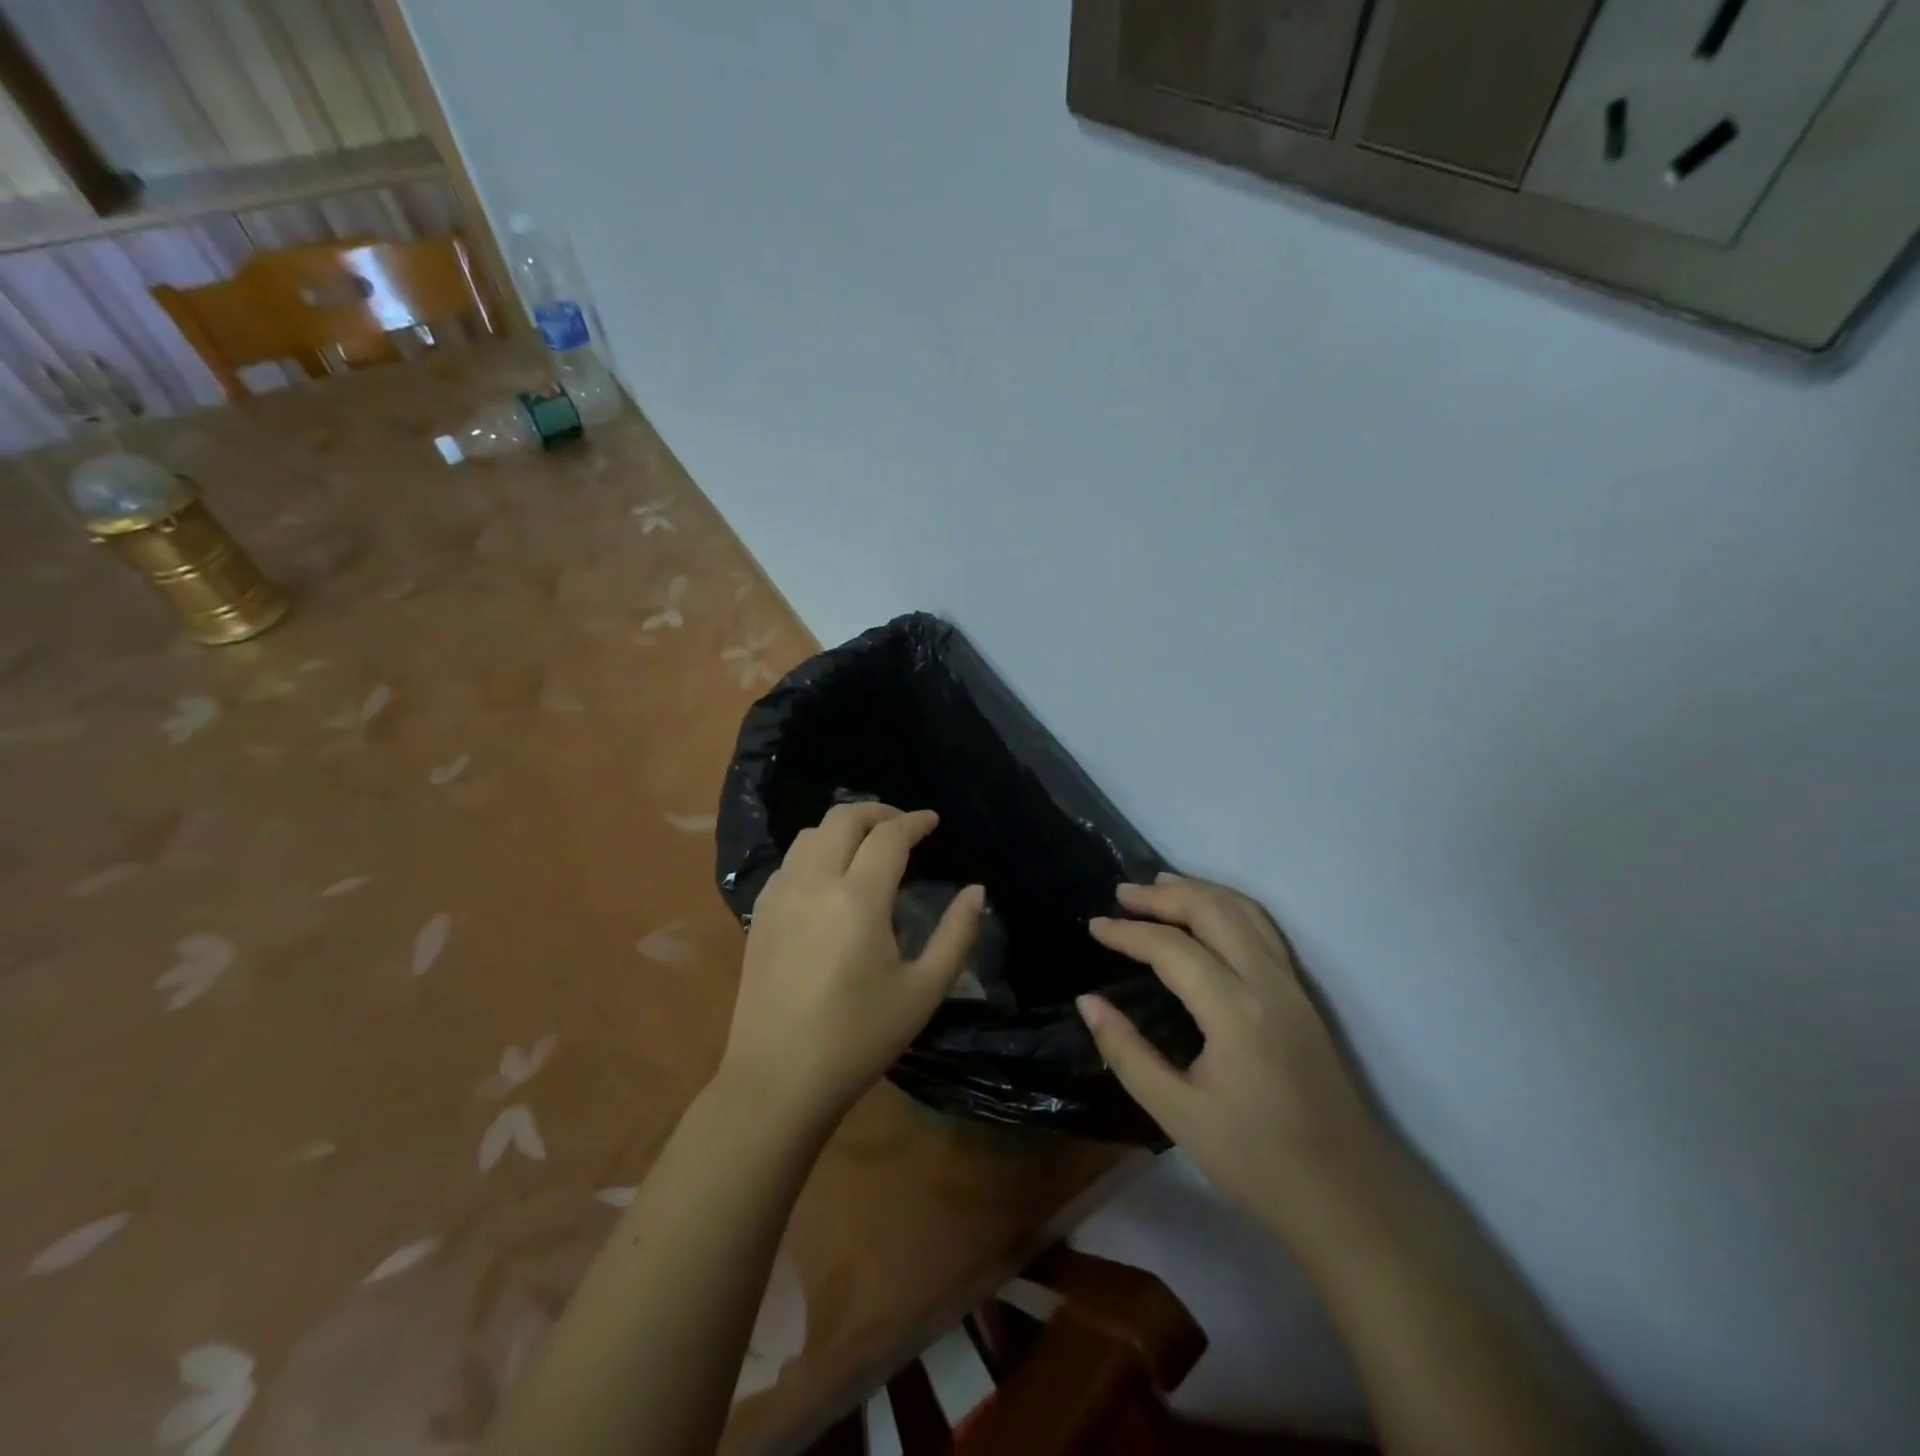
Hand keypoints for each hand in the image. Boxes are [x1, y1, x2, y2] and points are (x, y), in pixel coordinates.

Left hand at [720, 802, 982, 1126]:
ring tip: (867, 845)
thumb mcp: (922, 991)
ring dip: (843, 828)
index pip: (889, 836)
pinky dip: (815, 851)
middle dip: (878, 812)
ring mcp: (779, 897)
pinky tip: (829, 877)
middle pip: (842, 818)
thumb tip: (977, 890)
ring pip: (810, 834)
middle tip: (904, 827)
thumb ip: (956, 934)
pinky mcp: (759, 915)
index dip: (915, 822)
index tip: (933, 821)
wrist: (777, 1081)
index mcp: (858, 899)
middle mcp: (814, 884)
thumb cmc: (859, 1039)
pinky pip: (789, 861)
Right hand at [1078, 874, 1386, 1237]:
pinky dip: (1227, 906)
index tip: (1094, 926)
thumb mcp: (1177, 1114)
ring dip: (1199, 891)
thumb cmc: (1256, 1161)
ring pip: (1245, 912)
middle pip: (1214, 911)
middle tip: (1121, 894)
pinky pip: (1263, 929)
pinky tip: (1208, 915)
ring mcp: (1293, 986)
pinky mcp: (1304, 996)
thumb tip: (1087, 1002)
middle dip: (1164, 895)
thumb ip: (1127, 1052)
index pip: (1173, 948)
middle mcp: (1268, 983)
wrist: (1349, 1198)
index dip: (1129, 932)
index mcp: (1236, 1012)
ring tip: (1158, 887)